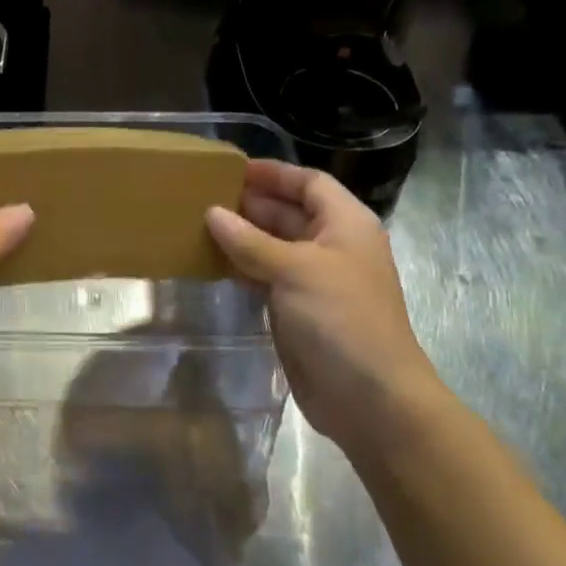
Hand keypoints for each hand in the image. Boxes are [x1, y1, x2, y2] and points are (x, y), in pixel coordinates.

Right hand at [206, 160, 447, 453]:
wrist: (368, 396)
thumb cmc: (341, 318)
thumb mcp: (295, 269)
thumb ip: (250, 241)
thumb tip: (212, 213)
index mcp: (346, 225)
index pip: (309, 183)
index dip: (274, 174)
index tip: (230, 169)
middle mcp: (332, 247)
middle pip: (290, 213)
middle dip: (250, 204)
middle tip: (202, 196)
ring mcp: (314, 281)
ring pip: (273, 247)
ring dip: (241, 237)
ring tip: (197, 225)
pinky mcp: (297, 311)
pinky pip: (265, 277)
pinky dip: (241, 268)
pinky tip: (211, 262)